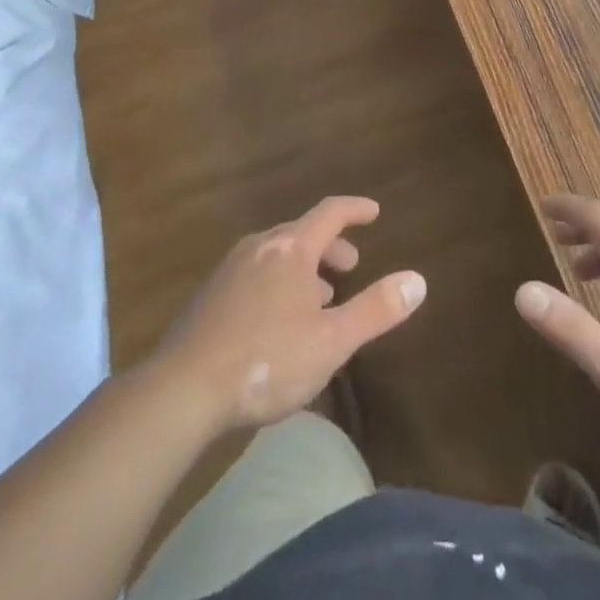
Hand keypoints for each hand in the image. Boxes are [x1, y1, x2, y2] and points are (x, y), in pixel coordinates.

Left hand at [153, 196, 426, 433]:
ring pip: (277, 254)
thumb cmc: (266, 360)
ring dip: (304, 268)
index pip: (329, 213)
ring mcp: (230, 270)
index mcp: (291, 248)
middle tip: (350, 265)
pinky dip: (278, 282)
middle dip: (330, 245)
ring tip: (318, 298)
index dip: (355, 209)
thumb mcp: (332, 341)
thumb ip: (375, 309)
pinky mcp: (210, 296)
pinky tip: (278, 320)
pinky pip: (255, 274)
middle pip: (302, 232)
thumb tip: (418, 280)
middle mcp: (260, 247)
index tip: (374, 211)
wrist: (181, 390)